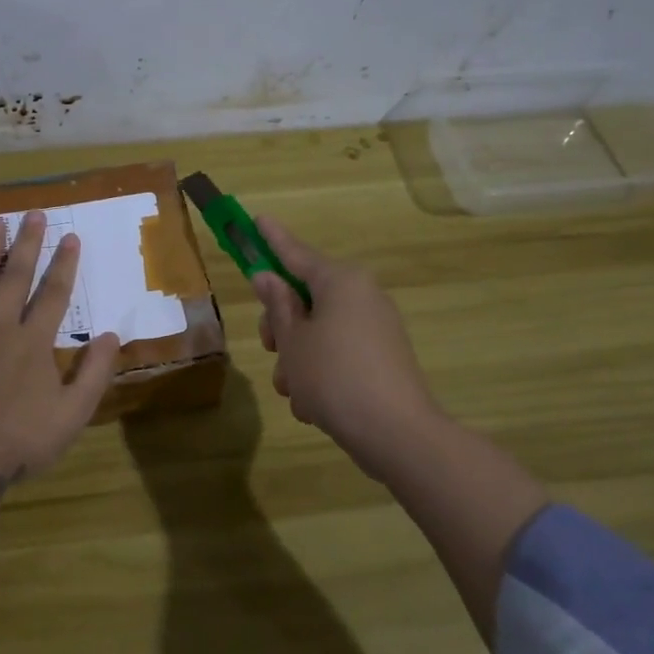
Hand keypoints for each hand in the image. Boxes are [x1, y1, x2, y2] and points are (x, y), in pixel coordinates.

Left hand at [0, 211, 119, 491]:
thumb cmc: (20, 439)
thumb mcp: (73, 414)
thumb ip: (94, 373)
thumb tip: (113, 335)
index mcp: (34, 342)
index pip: (54, 295)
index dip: (64, 265)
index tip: (70, 236)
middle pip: (16, 278)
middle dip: (27, 244)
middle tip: (33, 213)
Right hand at [252, 217, 441, 471]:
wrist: (396, 434)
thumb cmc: (333, 376)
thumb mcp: (293, 340)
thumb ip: (278, 305)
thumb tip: (269, 277)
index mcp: (341, 282)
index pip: (296, 254)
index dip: (272, 240)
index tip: (257, 219)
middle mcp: (362, 297)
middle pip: (306, 298)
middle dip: (281, 326)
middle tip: (268, 347)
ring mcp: (375, 329)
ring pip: (318, 332)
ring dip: (297, 359)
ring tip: (293, 390)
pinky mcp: (381, 359)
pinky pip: (338, 355)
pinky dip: (320, 374)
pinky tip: (314, 406)